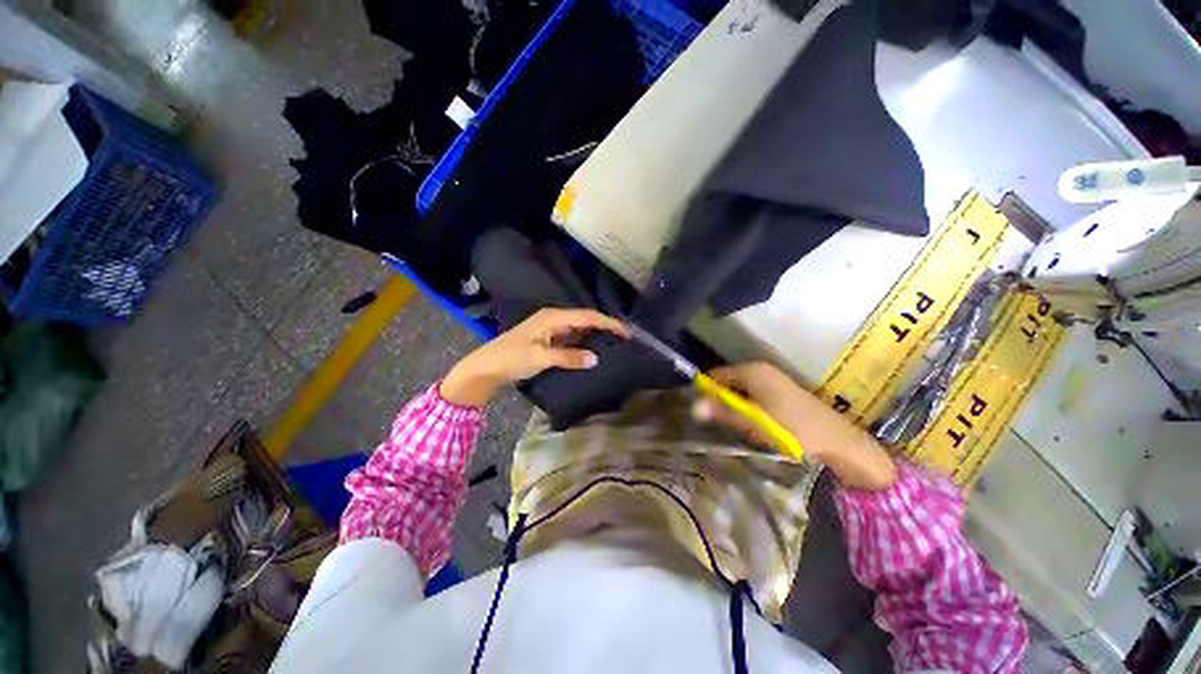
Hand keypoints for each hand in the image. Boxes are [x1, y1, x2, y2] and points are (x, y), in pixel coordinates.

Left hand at [440, 308, 629, 406]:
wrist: (487, 367)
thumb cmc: (512, 358)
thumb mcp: (541, 357)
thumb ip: (569, 357)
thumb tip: (596, 358)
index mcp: (553, 317)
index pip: (588, 316)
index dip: (608, 323)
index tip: (626, 333)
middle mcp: (554, 319)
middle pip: (586, 319)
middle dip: (605, 327)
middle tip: (624, 339)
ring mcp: (551, 329)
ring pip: (580, 328)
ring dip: (596, 334)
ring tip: (615, 344)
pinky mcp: (549, 340)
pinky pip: (573, 338)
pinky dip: (585, 342)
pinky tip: (594, 350)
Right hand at [693, 362, 896, 490]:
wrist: (837, 440)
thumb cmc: (791, 428)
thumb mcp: (752, 422)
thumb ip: (722, 412)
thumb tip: (694, 406)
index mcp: (751, 370)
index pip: (715, 375)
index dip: (706, 390)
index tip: (702, 410)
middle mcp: (760, 369)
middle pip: (728, 381)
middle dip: (720, 399)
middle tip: (718, 422)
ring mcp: (772, 379)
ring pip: (741, 389)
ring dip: (735, 405)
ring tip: (735, 425)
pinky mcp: (780, 390)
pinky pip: (753, 394)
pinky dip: (748, 407)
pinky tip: (754, 424)